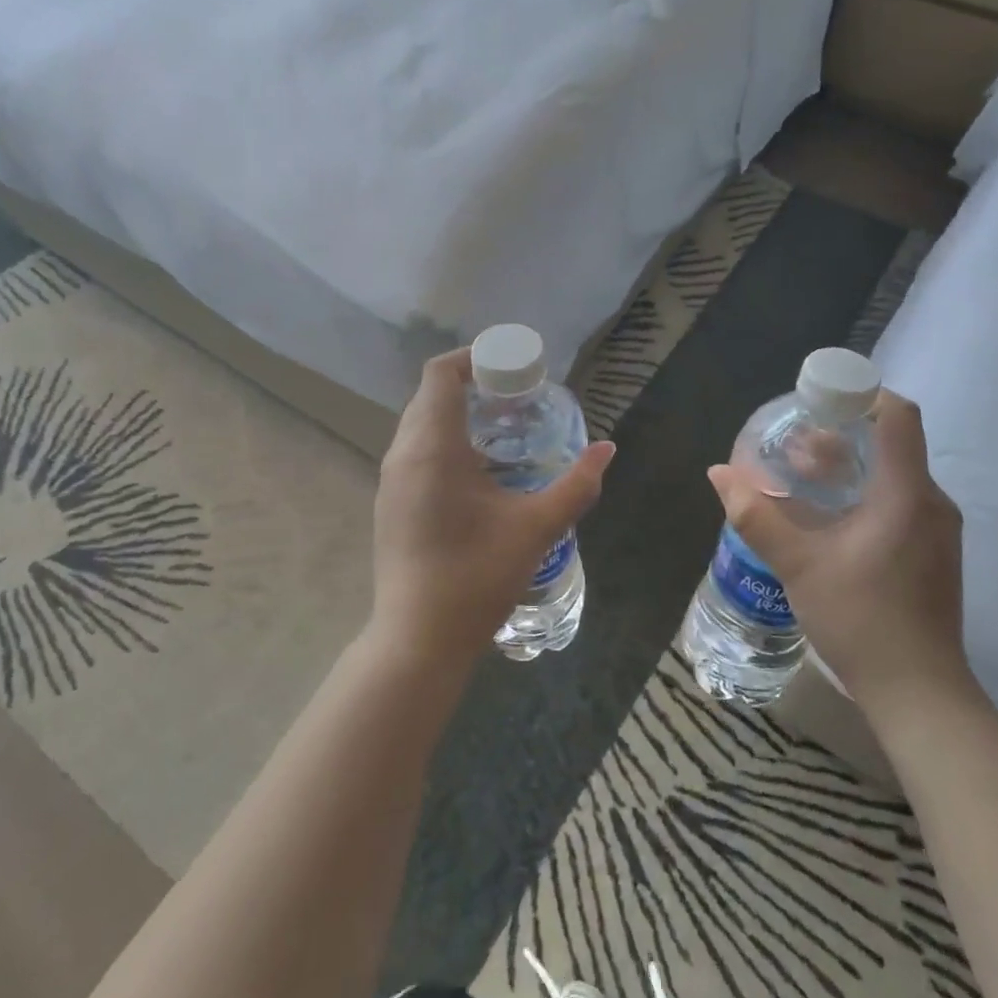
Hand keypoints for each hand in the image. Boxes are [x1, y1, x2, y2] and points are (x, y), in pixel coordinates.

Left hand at [371, 349, 614, 674]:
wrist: (418, 639)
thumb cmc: (476, 577)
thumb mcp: (535, 528)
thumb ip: (576, 485)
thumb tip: (607, 450)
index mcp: (432, 447)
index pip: (441, 374)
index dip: (474, 358)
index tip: (512, 366)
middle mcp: (403, 454)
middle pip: (430, 395)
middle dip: (472, 384)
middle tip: (517, 396)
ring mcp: (391, 480)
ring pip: (420, 424)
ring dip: (457, 414)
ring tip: (503, 428)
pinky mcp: (389, 502)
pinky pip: (415, 450)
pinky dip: (444, 440)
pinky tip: (478, 470)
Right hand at [708, 390, 969, 727]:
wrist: (919, 693)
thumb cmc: (861, 620)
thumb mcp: (798, 565)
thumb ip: (756, 515)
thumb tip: (719, 473)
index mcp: (906, 493)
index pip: (898, 415)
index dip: (861, 394)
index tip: (817, 399)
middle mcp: (930, 502)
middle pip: (890, 443)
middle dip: (839, 435)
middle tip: (792, 446)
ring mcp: (936, 529)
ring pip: (892, 474)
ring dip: (847, 467)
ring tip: (800, 478)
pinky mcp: (931, 551)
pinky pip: (897, 501)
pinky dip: (861, 493)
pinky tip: (826, 518)